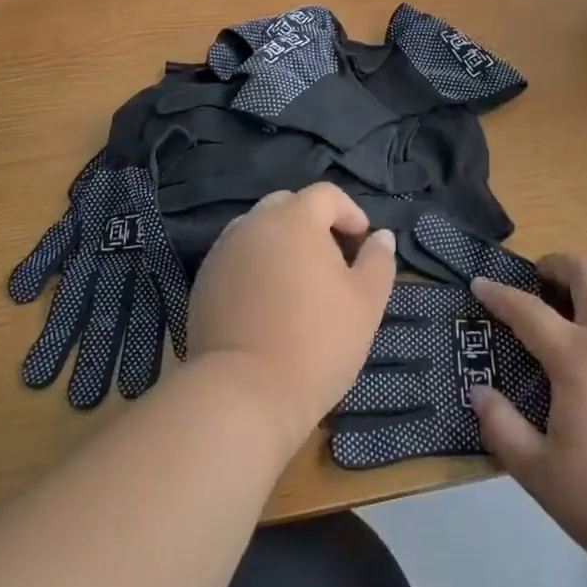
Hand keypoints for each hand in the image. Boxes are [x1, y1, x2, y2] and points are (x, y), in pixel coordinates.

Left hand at [181, 183, 396, 454]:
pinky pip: (237, 259)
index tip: (362, 241)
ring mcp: (224, 250)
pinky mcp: (204, 280)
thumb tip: (381, 236)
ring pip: (258, 231)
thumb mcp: (365, 303)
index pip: (326, 195)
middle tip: (330, 261)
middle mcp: (255, 222)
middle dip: (312, 224)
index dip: (349, 212)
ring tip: (297, 283)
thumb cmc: (316, 342)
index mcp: (295, 218)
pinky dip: (255, 268)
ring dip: (280, 244)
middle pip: (288, 206)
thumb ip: (378, 262)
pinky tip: (267, 304)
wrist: (243, 392)